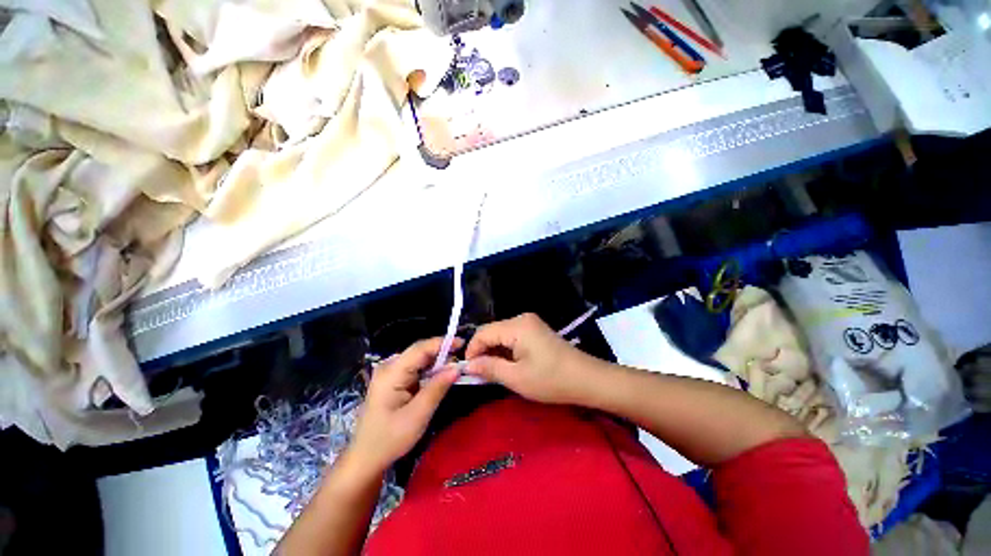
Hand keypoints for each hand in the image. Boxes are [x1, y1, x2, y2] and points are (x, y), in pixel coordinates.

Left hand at [350, 337, 461, 472]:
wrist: (366, 458)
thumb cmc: (390, 439)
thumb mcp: (418, 415)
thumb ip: (437, 388)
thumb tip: (456, 367)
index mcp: (391, 372)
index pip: (420, 349)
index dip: (442, 343)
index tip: (463, 343)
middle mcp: (389, 367)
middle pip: (419, 351)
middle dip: (441, 353)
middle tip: (461, 361)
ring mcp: (389, 373)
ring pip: (418, 359)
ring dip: (437, 362)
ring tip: (453, 369)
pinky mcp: (393, 380)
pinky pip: (415, 368)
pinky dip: (429, 371)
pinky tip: (439, 377)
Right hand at [465, 313, 599, 404]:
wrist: (586, 379)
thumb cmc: (551, 379)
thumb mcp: (516, 377)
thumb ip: (489, 368)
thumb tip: (468, 365)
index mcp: (517, 325)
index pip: (483, 333)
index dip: (472, 351)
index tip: (468, 371)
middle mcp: (522, 318)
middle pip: (492, 332)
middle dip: (483, 352)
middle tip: (480, 375)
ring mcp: (530, 323)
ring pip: (501, 335)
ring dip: (494, 352)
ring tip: (493, 373)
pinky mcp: (535, 330)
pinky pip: (512, 337)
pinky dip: (506, 350)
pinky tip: (507, 365)